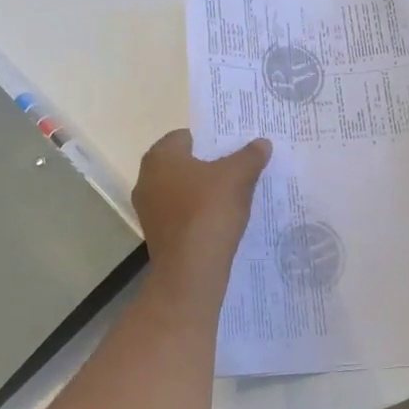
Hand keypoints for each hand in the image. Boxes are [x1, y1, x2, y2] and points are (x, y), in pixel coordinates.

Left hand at [133, 131, 271, 285]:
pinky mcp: (157, 234)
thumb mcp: (238, 177)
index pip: (188, 136)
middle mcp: (146, 178)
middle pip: (185, 163)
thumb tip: (262, 142)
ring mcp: (149, 209)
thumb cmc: (209, 211)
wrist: (190, 272)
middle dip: (211, 165)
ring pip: (183, 190)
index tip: (236, 148)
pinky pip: (182, 214)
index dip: (214, 139)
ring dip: (205, 191)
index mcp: (160, 156)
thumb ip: (250, 155)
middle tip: (240, 168)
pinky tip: (222, 220)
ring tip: (236, 194)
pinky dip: (199, 213)